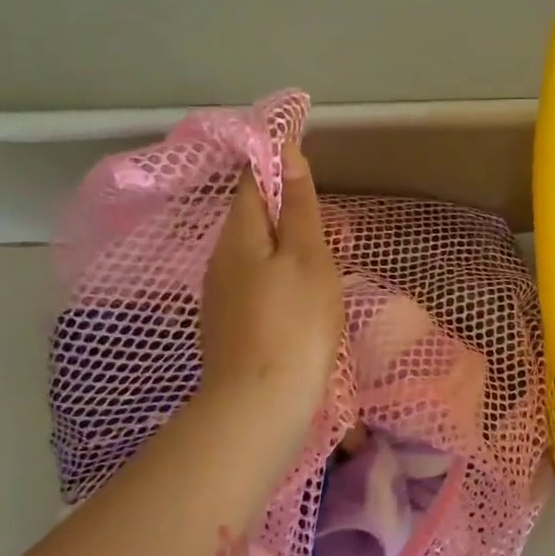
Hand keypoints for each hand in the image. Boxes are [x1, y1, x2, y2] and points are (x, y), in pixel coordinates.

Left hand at [199, 143, 343, 444]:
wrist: (260, 404)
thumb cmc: (294, 324)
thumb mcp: (308, 258)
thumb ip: (299, 206)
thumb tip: (285, 151)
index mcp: (239, 235)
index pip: (251, 181)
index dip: (276, 165)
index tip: (307, 166)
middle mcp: (220, 260)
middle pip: (253, 220)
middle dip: (289, 213)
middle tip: (334, 228)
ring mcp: (220, 297)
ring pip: (256, 256)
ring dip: (287, 250)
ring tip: (326, 264)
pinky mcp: (228, 328)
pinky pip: (255, 286)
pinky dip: (280, 280)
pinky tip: (302, 301)